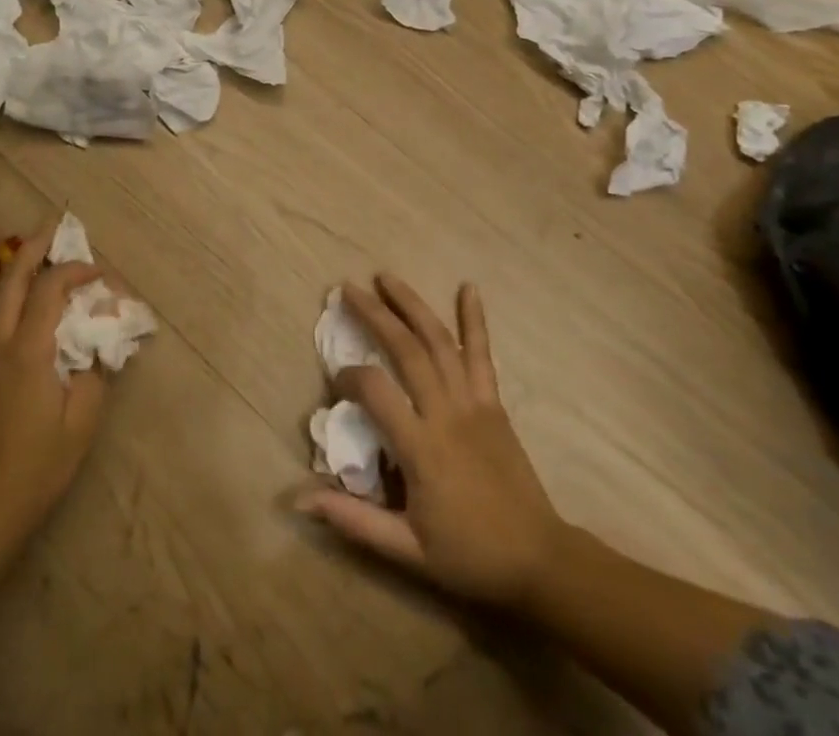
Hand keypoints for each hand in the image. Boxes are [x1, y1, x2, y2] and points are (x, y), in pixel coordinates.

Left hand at [0, 211, 107, 555]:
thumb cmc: (36, 469)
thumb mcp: (81, 422)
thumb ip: (95, 369)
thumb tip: (102, 332)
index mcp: (27, 351)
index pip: (52, 289)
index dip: (77, 271)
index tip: (100, 275)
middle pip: (11, 276)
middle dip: (32, 245)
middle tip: (51, 223)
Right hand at [297, 276, 571, 612]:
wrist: (538, 561)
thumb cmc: (468, 555)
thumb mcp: (406, 549)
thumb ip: (353, 519)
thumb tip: (299, 499)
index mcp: (422, 447)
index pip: (376, 391)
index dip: (349, 376)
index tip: (336, 379)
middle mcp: (446, 413)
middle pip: (406, 350)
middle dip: (375, 314)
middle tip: (348, 288)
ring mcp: (473, 403)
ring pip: (440, 342)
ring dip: (412, 305)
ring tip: (386, 277)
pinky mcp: (494, 403)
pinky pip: (482, 355)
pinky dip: (475, 320)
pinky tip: (468, 288)